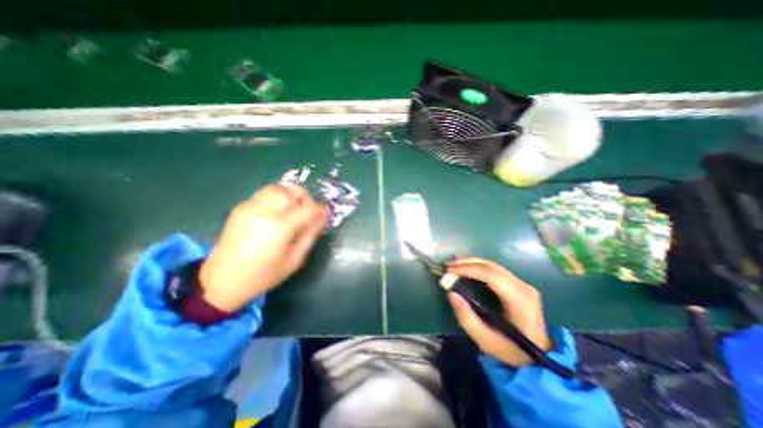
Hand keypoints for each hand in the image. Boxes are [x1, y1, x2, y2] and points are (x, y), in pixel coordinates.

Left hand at [198, 185, 329, 310]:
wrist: (221, 281)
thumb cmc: (264, 275)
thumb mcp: (295, 259)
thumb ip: (311, 234)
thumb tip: (324, 216)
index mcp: (280, 226)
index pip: (308, 208)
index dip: (320, 210)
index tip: (325, 214)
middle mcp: (265, 210)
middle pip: (293, 191)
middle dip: (306, 199)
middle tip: (309, 212)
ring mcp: (250, 206)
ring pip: (279, 188)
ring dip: (291, 196)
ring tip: (293, 210)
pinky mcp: (241, 207)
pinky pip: (265, 193)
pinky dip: (277, 198)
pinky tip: (277, 213)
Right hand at [446, 258, 551, 367]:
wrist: (541, 356)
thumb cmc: (512, 351)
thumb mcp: (485, 340)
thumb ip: (466, 317)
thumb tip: (451, 293)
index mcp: (519, 300)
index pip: (491, 276)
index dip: (469, 269)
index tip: (449, 271)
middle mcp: (523, 287)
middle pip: (492, 266)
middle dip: (467, 263)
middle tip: (448, 265)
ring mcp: (523, 284)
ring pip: (493, 265)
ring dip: (472, 263)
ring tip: (454, 265)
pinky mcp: (519, 284)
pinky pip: (495, 270)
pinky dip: (479, 266)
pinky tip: (467, 268)